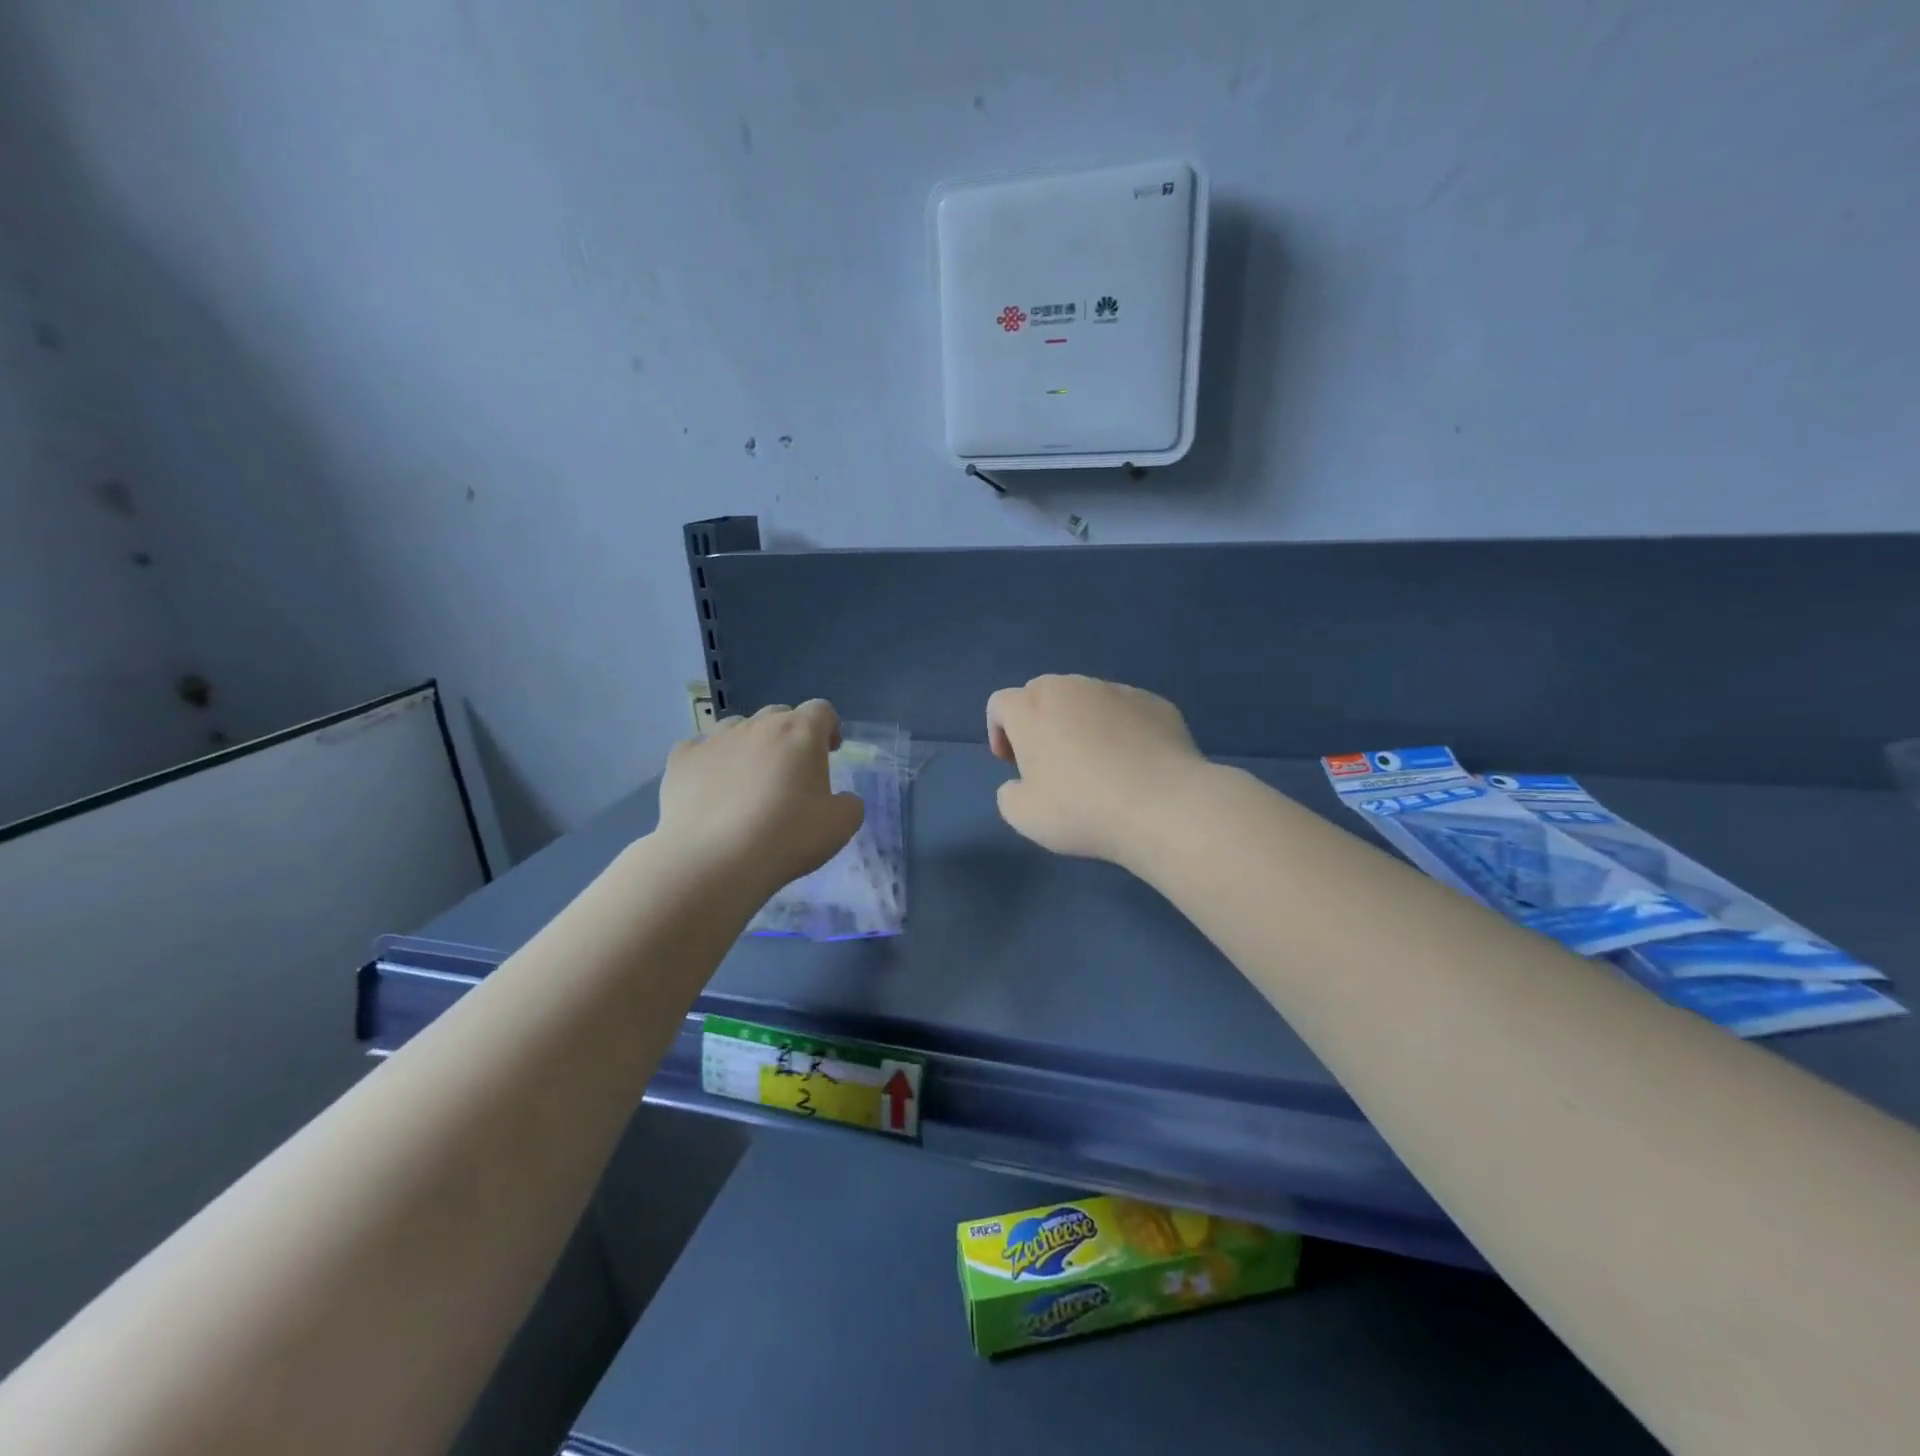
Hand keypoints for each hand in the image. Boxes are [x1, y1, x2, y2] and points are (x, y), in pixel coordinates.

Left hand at [657, 701, 864, 899]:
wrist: (712, 861)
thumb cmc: (786, 837)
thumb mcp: (840, 827)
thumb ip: (849, 804)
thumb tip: (842, 799)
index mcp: (800, 733)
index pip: (821, 710)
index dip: (829, 727)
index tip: (830, 751)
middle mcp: (757, 725)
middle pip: (779, 715)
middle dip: (790, 736)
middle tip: (792, 771)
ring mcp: (715, 739)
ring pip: (738, 728)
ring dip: (750, 745)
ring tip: (750, 780)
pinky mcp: (681, 760)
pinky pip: (700, 749)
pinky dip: (711, 762)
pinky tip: (711, 789)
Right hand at [986, 675, 1205, 864]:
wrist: (1163, 805)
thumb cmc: (1081, 809)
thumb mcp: (1024, 816)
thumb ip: (1009, 794)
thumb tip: (1020, 784)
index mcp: (1030, 708)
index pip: (1000, 704)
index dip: (999, 732)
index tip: (1012, 764)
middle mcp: (1070, 687)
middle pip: (1042, 693)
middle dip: (1039, 721)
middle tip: (1050, 762)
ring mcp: (1116, 690)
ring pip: (1086, 698)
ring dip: (1080, 722)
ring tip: (1097, 763)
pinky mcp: (1154, 702)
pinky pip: (1126, 710)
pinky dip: (1121, 729)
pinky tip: (1133, 764)